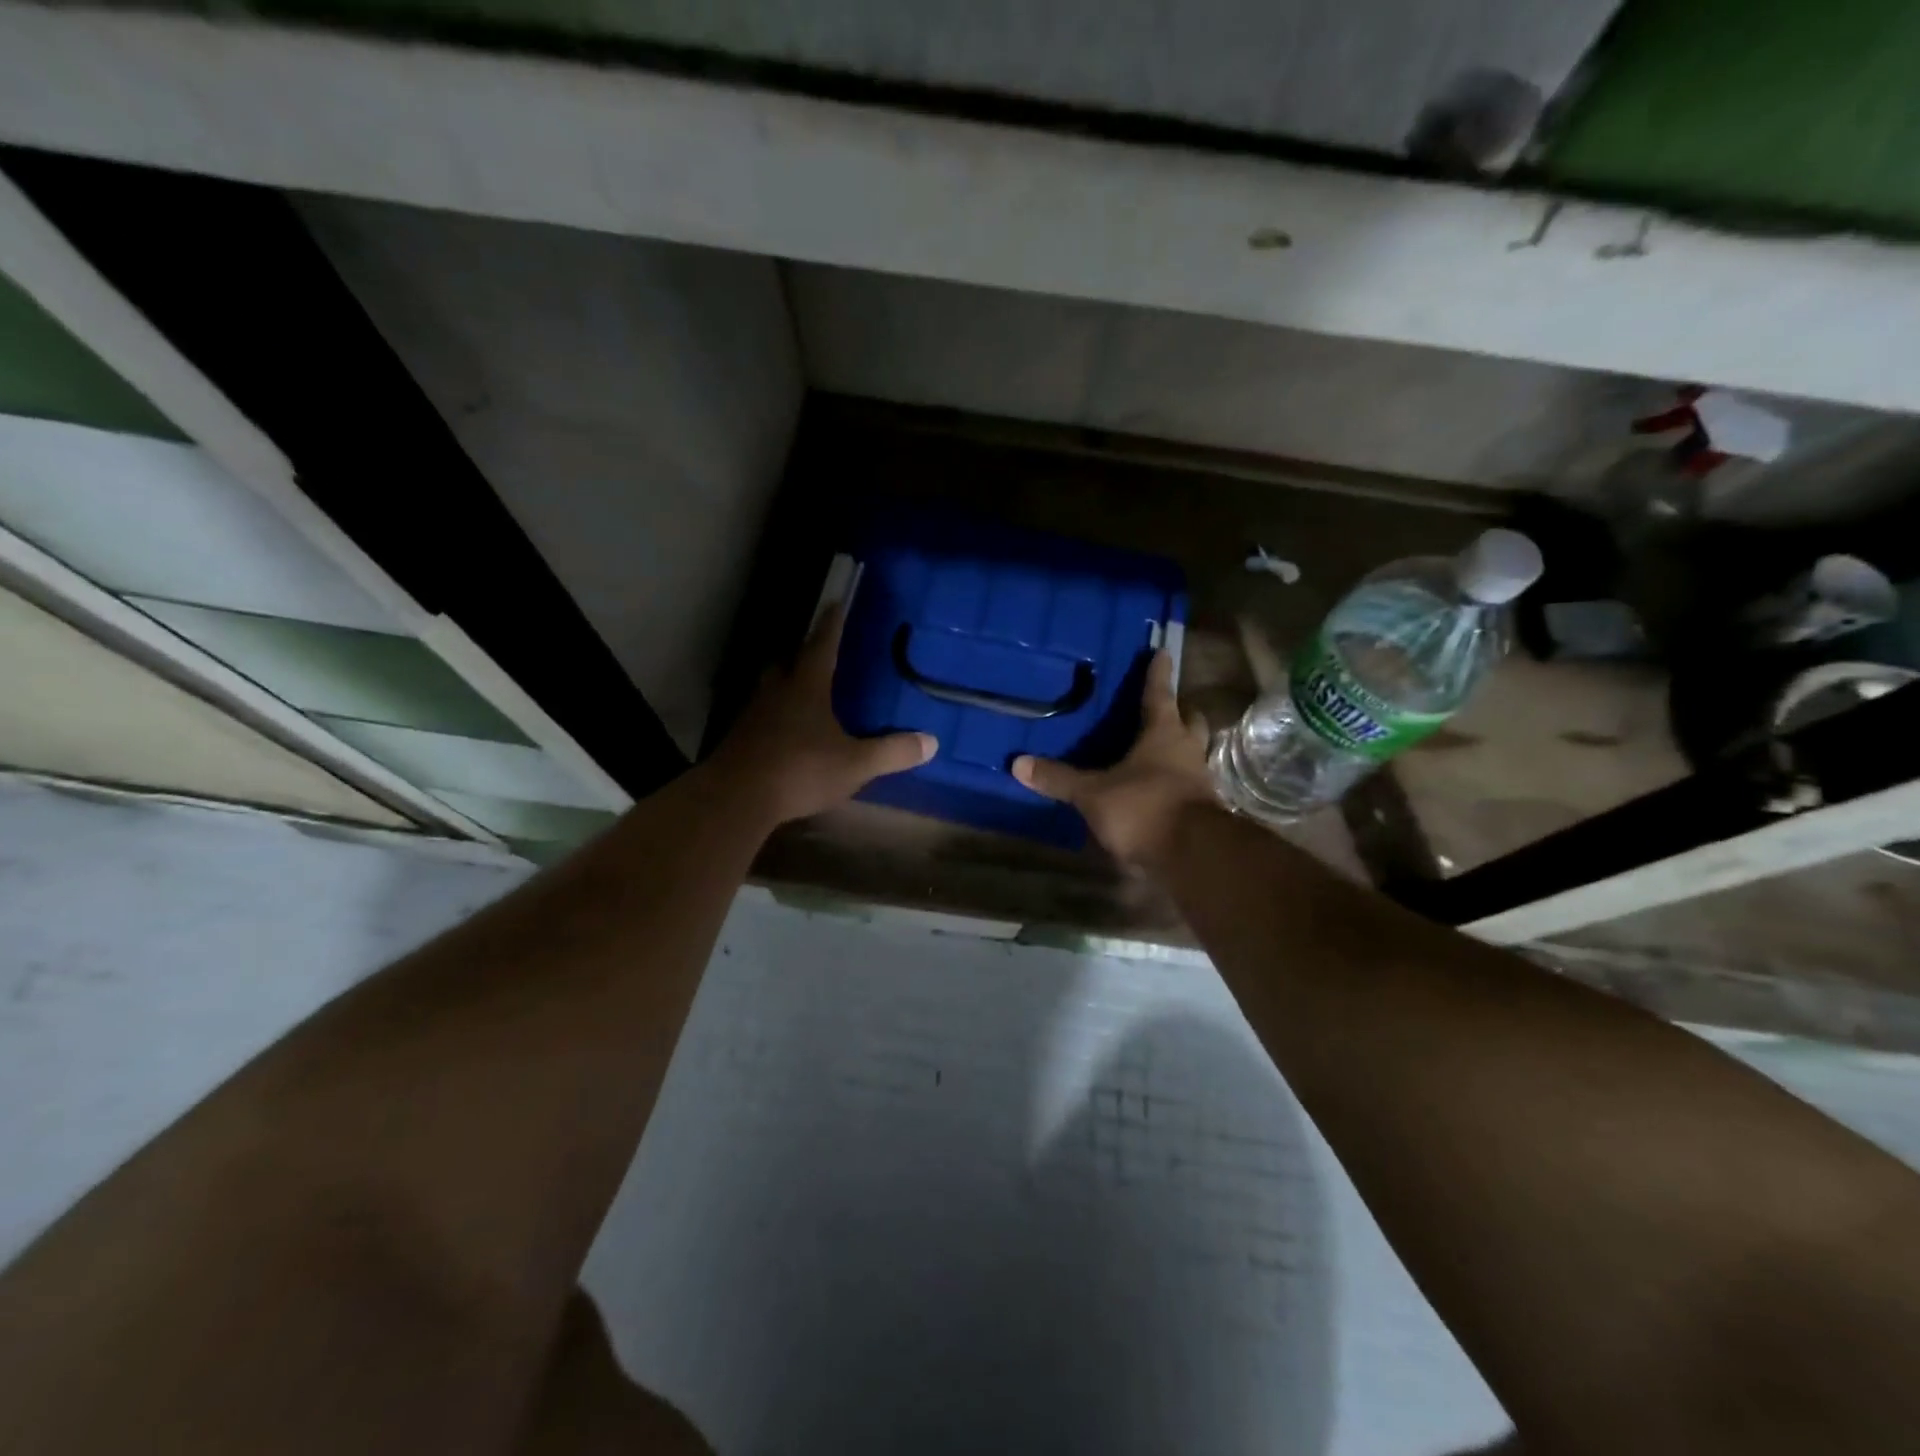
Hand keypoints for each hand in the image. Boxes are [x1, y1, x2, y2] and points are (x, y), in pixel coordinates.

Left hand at [711, 603, 937, 826]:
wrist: (737, 798)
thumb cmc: (801, 770)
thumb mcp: (856, 764)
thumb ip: (892, 752)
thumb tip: (932, 742)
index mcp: (807, 688)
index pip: (822, 646)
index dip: (831, 625)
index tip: (835, 603)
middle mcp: (776, 692)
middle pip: (787, 662)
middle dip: (801, 654)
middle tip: (815, 652)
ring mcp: (752, 715)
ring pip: (769, 689)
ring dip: (784, 684)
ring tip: (800, 691)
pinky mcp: (739, 739)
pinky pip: (759, 717)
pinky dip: (773, 716)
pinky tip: (783, 732)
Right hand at [1013, 650, 1215, 864]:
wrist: (1192, 854)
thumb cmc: (1143, 808)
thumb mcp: (1093, 794)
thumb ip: (1059, 779)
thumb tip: (1018, 763)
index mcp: (1164, 734)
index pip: (1160, 694)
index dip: (1158, 674)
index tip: (1162, 652)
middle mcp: (1187, 750)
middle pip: (1189, 721)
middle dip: (1179, 712)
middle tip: (1164, 708)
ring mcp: (1199, 780)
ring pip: (1192, 753)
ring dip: (1180, 748)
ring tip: (1158, 750)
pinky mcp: (1202, 809)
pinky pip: (1188, 784)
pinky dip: (1175, 781)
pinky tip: (1157, 790)